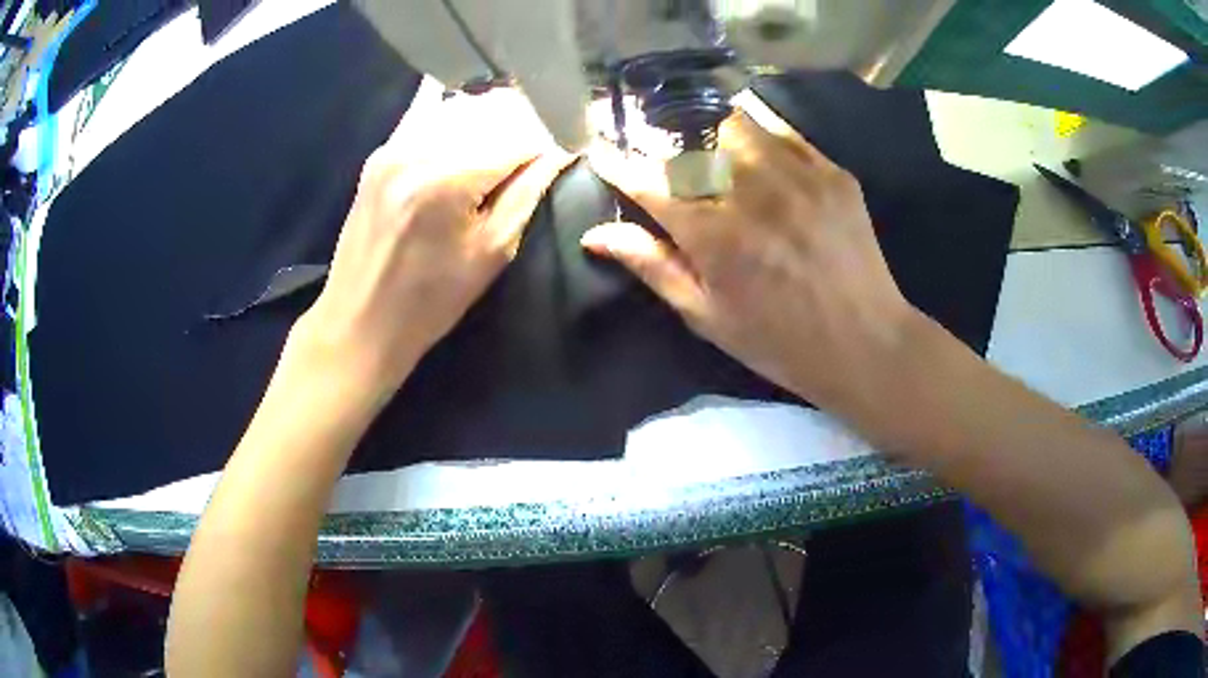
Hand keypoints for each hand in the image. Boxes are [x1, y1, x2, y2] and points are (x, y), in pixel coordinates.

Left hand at [288, 84, 572, 408]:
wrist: (360, 320)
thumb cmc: (430, 301)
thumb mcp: (492, 252)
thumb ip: (528, 192)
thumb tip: (560, 151)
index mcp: (449, 179)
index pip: (519, 135)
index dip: (551, 138)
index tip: (570, 144)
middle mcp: (418, 149)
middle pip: (489, 110)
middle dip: (524, 121)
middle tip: (543, 143)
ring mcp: (393, 146)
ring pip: (459, 106)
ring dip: (493, 116)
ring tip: (510, 140)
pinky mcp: (379, 153)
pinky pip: (429, 115)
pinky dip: (458, 118)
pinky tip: (471, 134)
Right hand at [583, 110, 917, 414]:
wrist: (864, 342)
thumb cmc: (779, 341)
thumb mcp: (707, 316)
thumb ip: (653, 266)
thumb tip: (595, 234)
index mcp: (713, 234)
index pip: (647, 180)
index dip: (617, 164)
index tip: (601, 152)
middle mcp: (751, 191)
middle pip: (689, 137)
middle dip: (659, 136)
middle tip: (655, 147)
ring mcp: (797, 175)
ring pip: (735, 121)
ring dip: (708, 128)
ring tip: (705, 144)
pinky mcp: (832, 172)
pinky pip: (783, 131)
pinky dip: (757, 133)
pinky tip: (752, 150)